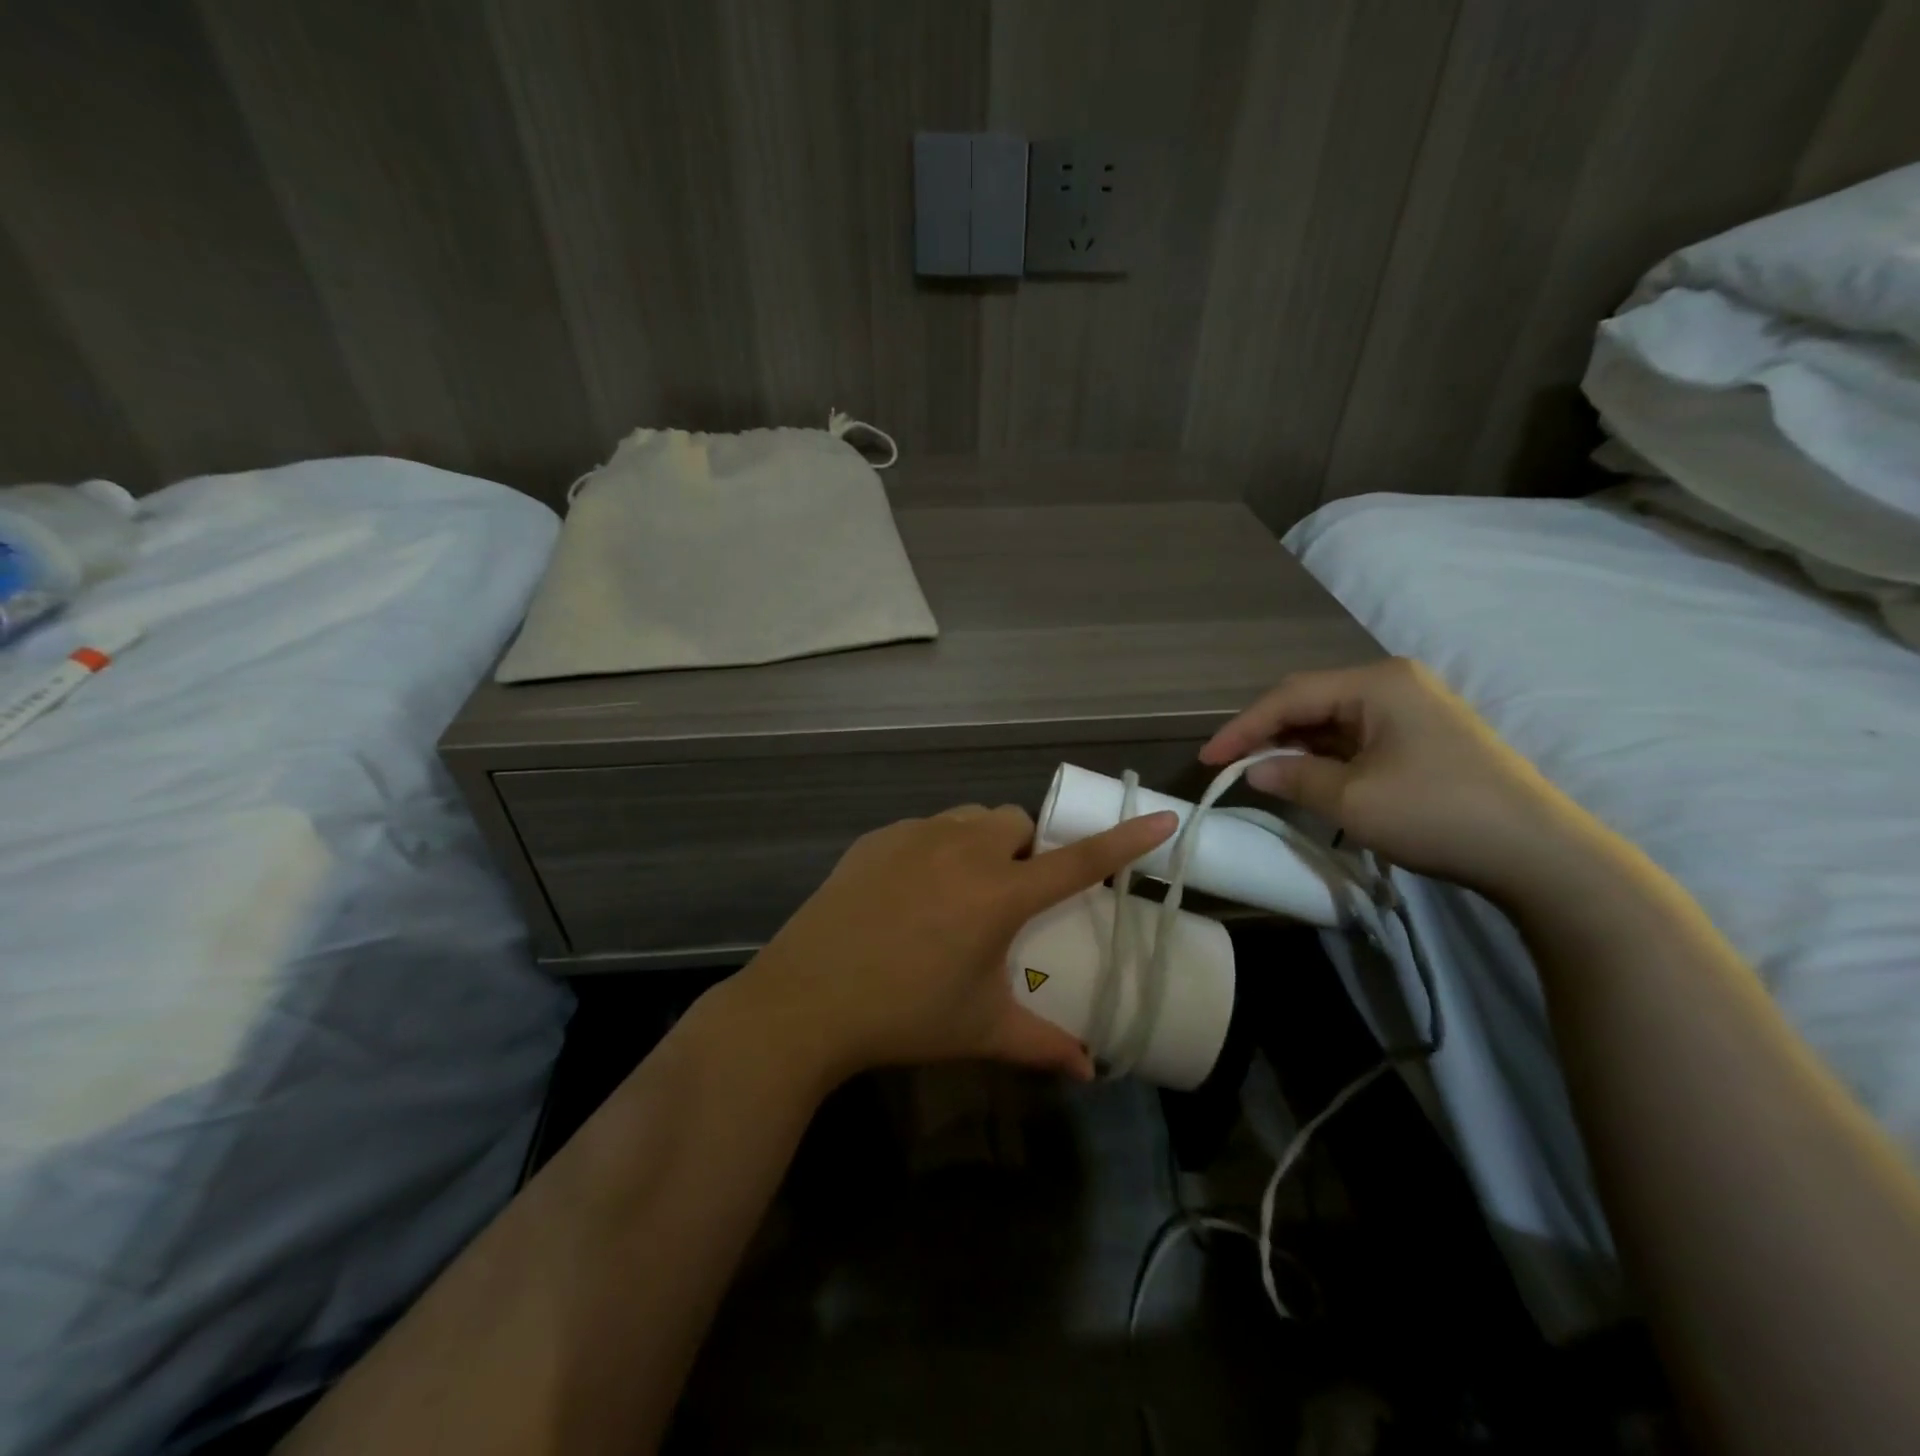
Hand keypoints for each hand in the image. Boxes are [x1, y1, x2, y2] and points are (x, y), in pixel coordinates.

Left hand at [734, 804, 1177, 1084]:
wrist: (806, 1000)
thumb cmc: (904, 1015)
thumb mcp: (980, 1030)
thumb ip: (1042, 1045)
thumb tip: (1089, 1071)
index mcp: (999, 893)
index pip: (1078, 860)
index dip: (1125, 840)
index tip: (1162, 818)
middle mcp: (963, 849)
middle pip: (1017, 823)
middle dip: (1027, 849)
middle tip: (1012, 894)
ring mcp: (915, 836)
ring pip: (971, 819)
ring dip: (984, 842)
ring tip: (964, 887)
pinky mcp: (877, 838)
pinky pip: (925, 828)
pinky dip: (937, 847)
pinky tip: (912, 891)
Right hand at [1201, 658, 1589, 897]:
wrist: (1537, 853)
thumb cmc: (1436, 813)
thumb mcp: (1351, 799)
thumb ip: (1293, 776)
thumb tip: (1255, 769)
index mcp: (1376, 683)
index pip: (1290, 696)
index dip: (1243, 728)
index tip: (1208, 759)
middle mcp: (1394, 683)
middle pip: (1311, 701)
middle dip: (1268, 733)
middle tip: (1231, 765)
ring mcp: (1413, 708)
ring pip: (1333, 720)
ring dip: (1296, 746)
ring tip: (1262, 773)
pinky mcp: (1424, 736)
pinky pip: (1357, 737)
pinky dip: (1326, 756)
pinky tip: (1308, 776)